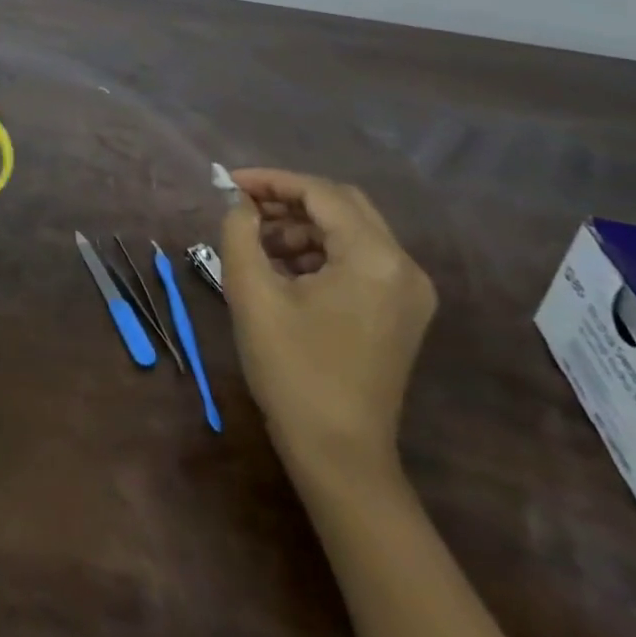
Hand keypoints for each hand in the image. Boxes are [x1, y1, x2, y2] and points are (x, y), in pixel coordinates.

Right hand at [219, 168, 435, 471]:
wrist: (338, 455)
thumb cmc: (292, 370)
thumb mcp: (252, 293)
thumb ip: (239, 232)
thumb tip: (237, 201)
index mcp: (374, 258)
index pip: (320, 193)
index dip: (271, 181)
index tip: (228, 183)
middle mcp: (403, 267)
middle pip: (341, 205)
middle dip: (287, 199)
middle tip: (242, 207)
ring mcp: (408, 292)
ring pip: (350, 231)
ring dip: (301, 226)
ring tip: (255, 242)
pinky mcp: (401, 312)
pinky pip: (358, 259)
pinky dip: (319, 251)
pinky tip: (282, 268)